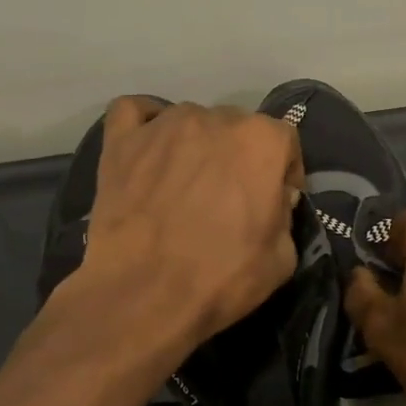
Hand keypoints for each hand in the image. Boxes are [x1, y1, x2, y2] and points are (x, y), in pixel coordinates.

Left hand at [78, 97, 304, 347]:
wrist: (144, 293)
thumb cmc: (221, 277)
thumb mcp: (283, 258)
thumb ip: (284, 214)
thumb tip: (271, 201)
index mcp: (262, 140)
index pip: (284, 142)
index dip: (283, 173)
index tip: (276, 202)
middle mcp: (216, 118)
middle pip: (236, 128)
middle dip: (239, 158)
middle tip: (228, 198)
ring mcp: (164, 124)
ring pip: (190, 121)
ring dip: (195, 145)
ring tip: (184, 183)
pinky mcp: (121, 140)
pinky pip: (134, 112)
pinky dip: (144, 124)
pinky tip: (148, 149)